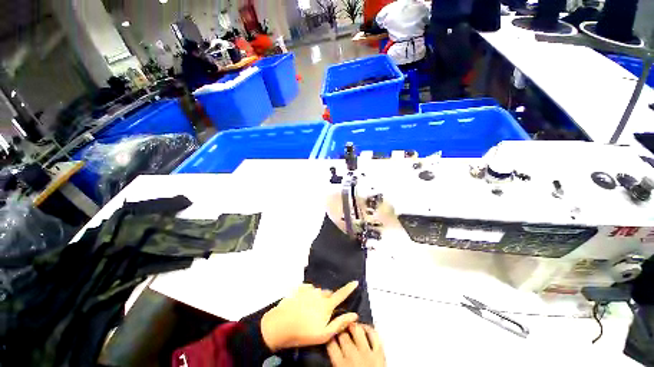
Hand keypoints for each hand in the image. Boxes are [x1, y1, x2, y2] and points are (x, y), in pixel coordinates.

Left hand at [260, 281, 358, 351]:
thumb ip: (339, 323)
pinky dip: (309, 295)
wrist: (280, 325)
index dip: (349, 288)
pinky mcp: (299, 289)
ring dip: (318, 298)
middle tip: (322, 313)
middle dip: (329, 300)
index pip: (341, 294)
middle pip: (328, 293)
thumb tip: (354, 315)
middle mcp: (319, 293)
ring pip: (318, 292)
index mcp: (326, 304)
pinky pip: (308, 289)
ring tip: (309, 311)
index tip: (355, 281)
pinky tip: (302, 304)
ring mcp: (308, 289)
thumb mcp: (324, 334)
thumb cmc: (303, 332)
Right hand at [327, 324, 385, 366]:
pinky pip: (374, 335)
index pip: (331, 343)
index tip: (330, 334)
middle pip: (343, 335)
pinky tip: (365, 328)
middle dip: (340, 330)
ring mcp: (367, 353)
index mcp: (341, 365)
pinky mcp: (379, 353)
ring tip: (351, 325)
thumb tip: (330, 352)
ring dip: (353, 326)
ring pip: (357, 330)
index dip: (330, 336)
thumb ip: (335, 363)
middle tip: (340, 328)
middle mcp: (353, 357)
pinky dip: (369, 328)